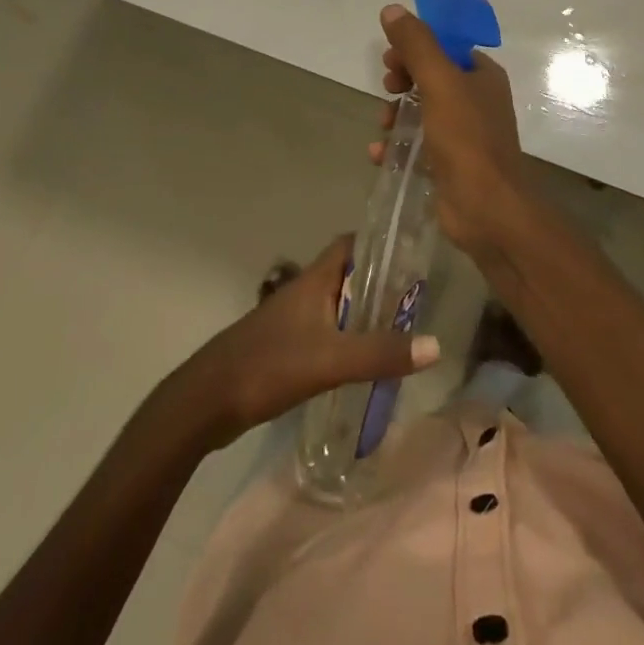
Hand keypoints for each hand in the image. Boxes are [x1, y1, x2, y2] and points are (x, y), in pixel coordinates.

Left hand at [178, 235, 439, 449]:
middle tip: (416, 300)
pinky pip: (326, 330)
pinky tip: (363, 360)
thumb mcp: (331, 360)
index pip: (352, 243)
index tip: (412, 254)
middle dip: (380, 283)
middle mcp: (306, 290)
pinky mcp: (286, 345)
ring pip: (337, 304)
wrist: (207, 401)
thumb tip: (436, 346)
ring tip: (399, 329)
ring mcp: (293, 318)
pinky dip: (347, 337)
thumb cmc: (269, 365)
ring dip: (364, 312)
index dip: (381, 243)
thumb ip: (380, 352)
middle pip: (349, 275)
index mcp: (315, 279)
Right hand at [373, 3, 530, 256]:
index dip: (416, 47)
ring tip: (382, 124)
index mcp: (482, 76)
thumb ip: (417, 45)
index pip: (446, 47)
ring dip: (396, 113)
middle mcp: (476, 100)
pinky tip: (379, 153)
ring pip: (421, 111)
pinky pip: (417, 144)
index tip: (391, 58)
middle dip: (403, 80)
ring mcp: (464, 134)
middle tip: (387, 87)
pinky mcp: (449, 164)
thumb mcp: (440, 83)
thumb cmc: (467, 139)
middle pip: (431, 77)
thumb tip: (392, 10)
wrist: (488, 210)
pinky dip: (397, 145)